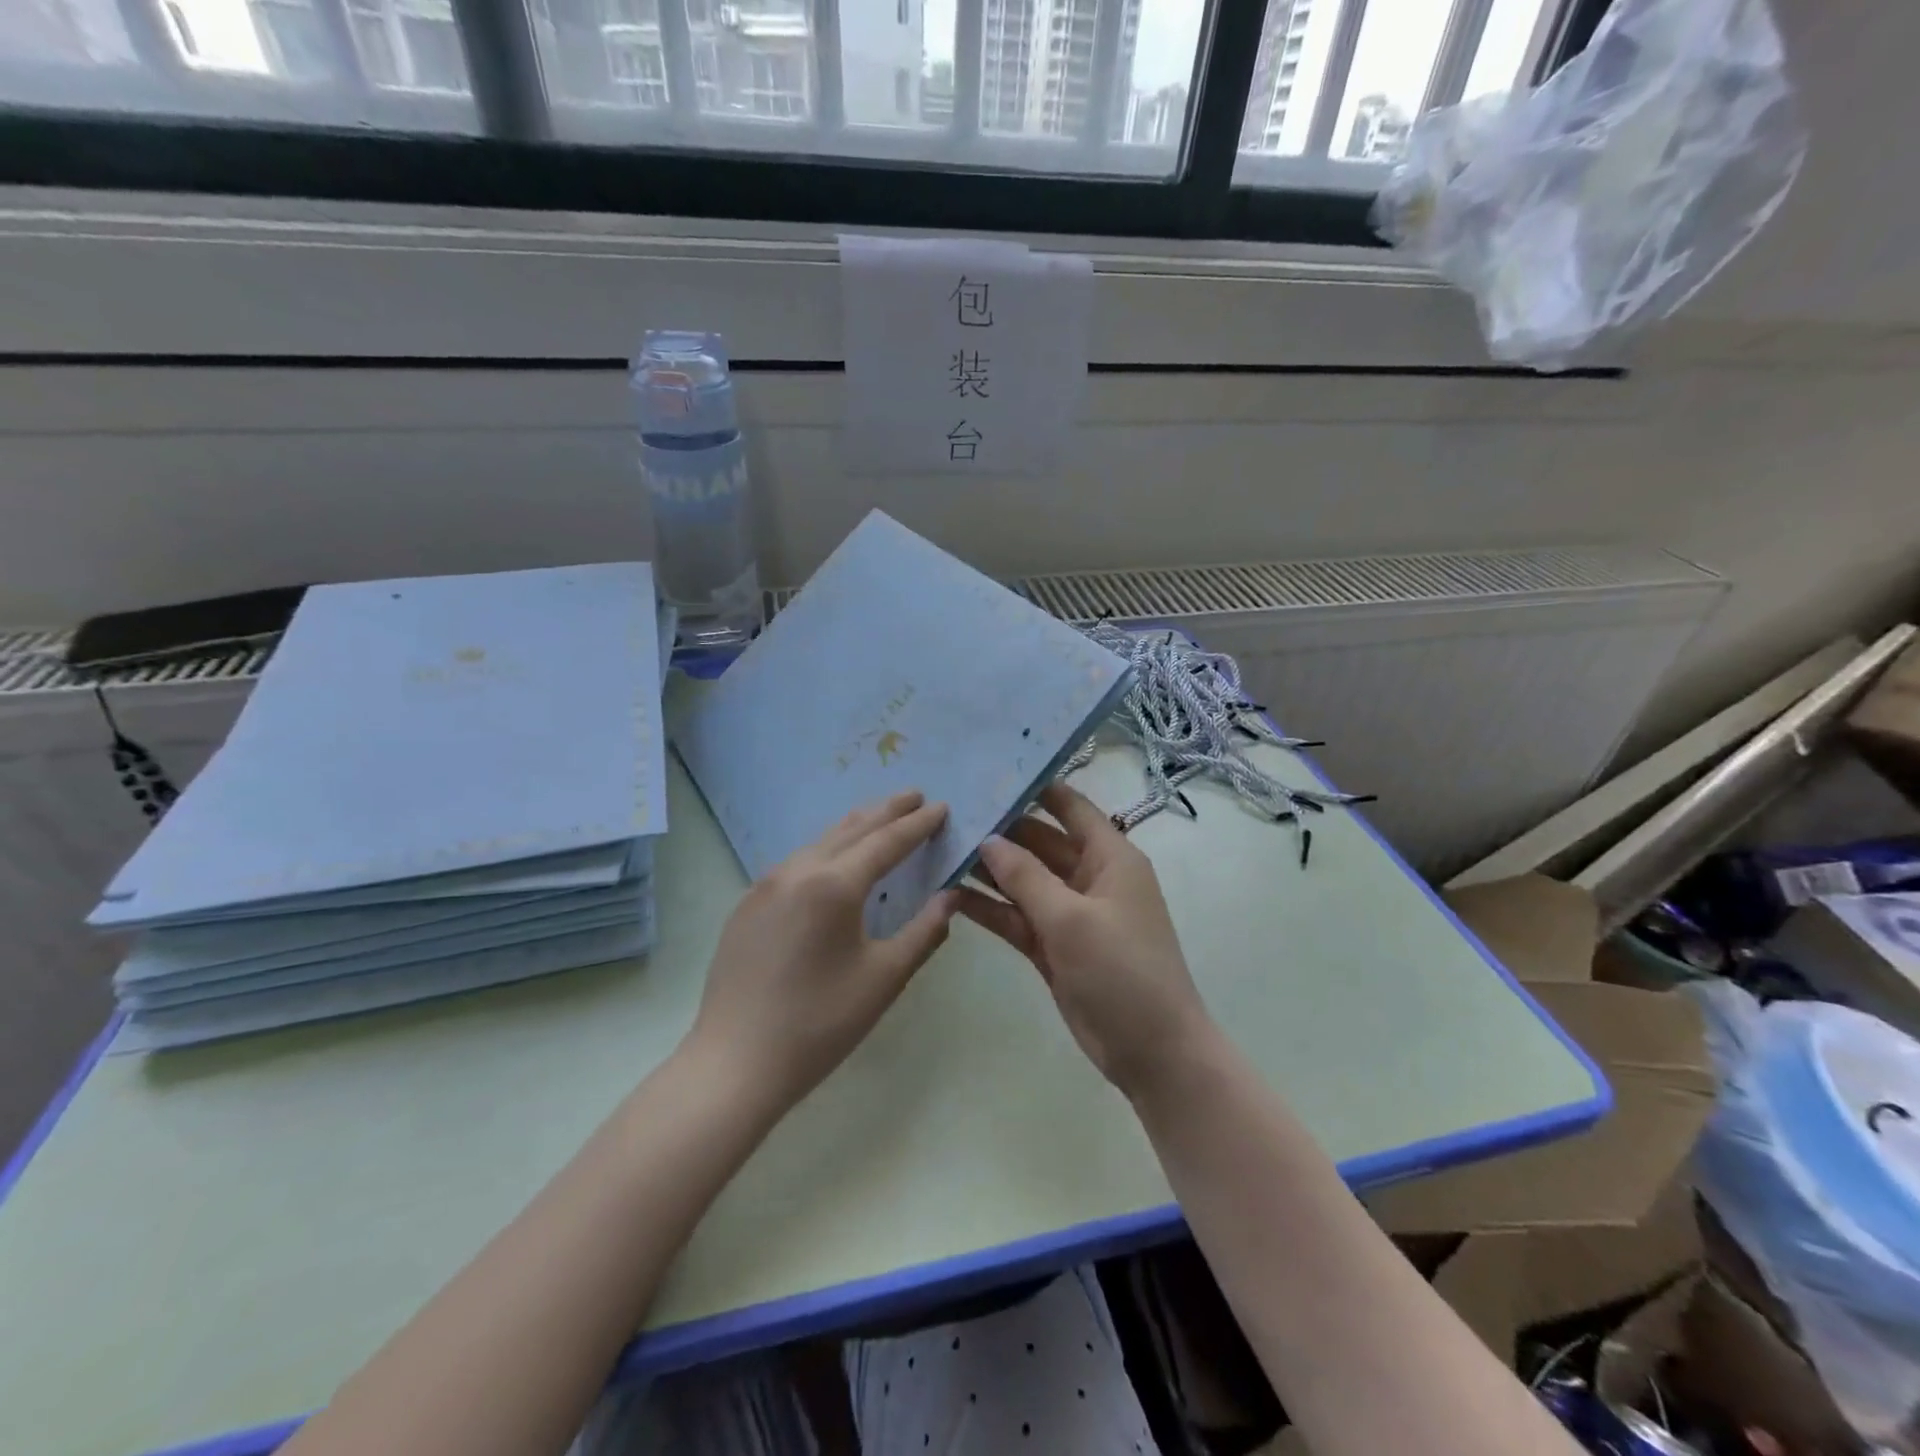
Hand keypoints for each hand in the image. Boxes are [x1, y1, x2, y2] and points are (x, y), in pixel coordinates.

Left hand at [689, 791, 957, 1114]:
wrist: (735, 1062)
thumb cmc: (820, 1023)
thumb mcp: (884, 978)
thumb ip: (924, 931)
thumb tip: (950, 895)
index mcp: (834, 884)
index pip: (887, 841)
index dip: (918, 824)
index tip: (942, 806)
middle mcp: (798, 870)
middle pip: (851, 829)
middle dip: (887, 811)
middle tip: (915, 796)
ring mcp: (766, 885)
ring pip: (820, 842)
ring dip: (855, 827)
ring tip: (880, 818)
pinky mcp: (748, 904)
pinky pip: (796, 862)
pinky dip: (826, 850)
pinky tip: (833, 860)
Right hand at [958, 783, 1213, 1099]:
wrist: (1152, 1051)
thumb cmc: (1122, 971)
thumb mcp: (1072, 918)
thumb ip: (1026, 877)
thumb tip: (988, 840)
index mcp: (1110, 857)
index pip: (1069, 807)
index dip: (1034, 787)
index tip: (989, 773)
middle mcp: (1090, 877)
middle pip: (1039, 841)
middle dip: (1000, 829)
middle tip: (949, 812)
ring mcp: (1069, 913)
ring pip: (1023, 880)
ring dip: (988, 869)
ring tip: (940, 848)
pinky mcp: (1052, 945)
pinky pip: (1016, 916)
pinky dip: (989, 907)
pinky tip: (949, 894)